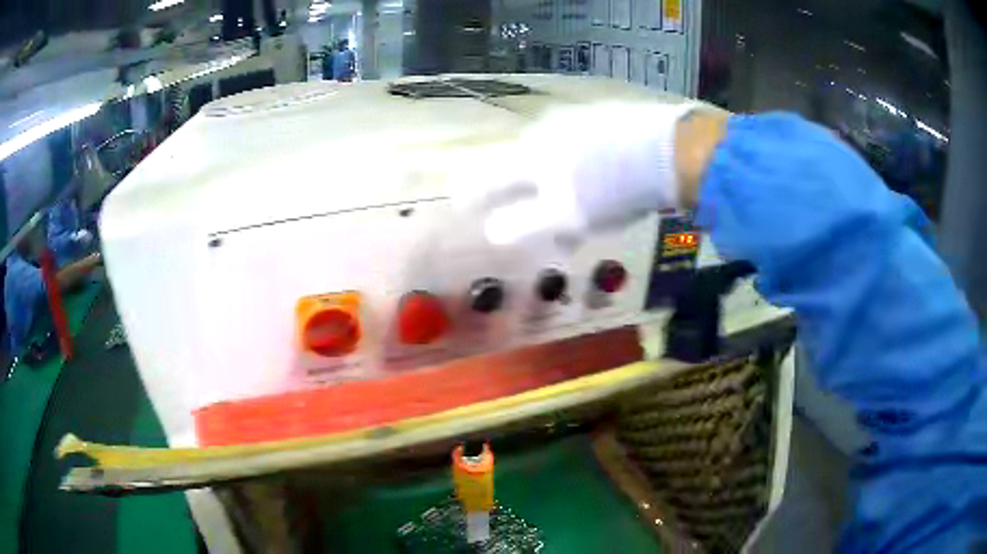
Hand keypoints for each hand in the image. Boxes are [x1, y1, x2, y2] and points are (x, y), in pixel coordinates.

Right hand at [479, 101, 700, 246]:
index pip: (490, 176)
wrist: (670, 150)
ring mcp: (576, 119)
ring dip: (553, 179)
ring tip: (574, 202)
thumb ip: (523, 224)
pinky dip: (578, 164)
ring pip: (551, 152)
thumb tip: (492, 232)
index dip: (475, 194)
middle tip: (535, 216)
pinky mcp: (604, 116)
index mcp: (531, 155)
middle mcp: (546, 130)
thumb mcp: (566, 216)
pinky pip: (578, 143)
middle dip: (521, 192)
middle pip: (521, 163)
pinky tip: (599, 176)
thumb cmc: (613, 189)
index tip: (464, 207)